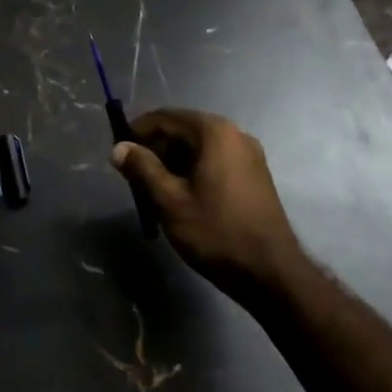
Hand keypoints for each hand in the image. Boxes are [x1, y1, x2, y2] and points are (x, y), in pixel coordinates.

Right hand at [112, 108, 304, 302]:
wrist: (272, 273)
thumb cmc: (217, 232)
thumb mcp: (170, 202)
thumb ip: (142, 169)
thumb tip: (119, 148)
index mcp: (214, 131)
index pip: (166, 117)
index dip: (139, 131)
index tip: (119, 150)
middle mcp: (234, 133)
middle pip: (184, 129)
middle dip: (157, 148)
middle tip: (134, 174)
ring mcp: (249, 154)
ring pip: (200, 146)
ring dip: (174, 160)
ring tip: (154, 188)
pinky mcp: (255, 174)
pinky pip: (216, 160)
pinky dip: (195, 169)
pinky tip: (183, 194)